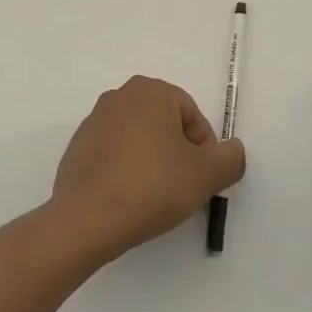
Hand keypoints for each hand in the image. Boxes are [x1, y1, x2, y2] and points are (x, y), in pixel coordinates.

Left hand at [52, 76, 245, 262]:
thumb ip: (231, 159)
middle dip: (179, 154)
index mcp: (151, 91)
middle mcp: (119, 97)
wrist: (86, 220)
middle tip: (183, 188)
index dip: (204, 150)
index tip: (202, 180)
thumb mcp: (206, 176)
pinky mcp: (77, 148)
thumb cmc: (152, 187)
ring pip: (139, 140)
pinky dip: (127, 172)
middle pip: (165, 125)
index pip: (193, 116)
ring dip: (153, 163)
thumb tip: (233, 150)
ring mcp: (93, 122)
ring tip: (156, 198)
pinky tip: (129, 200)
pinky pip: (115, 155)